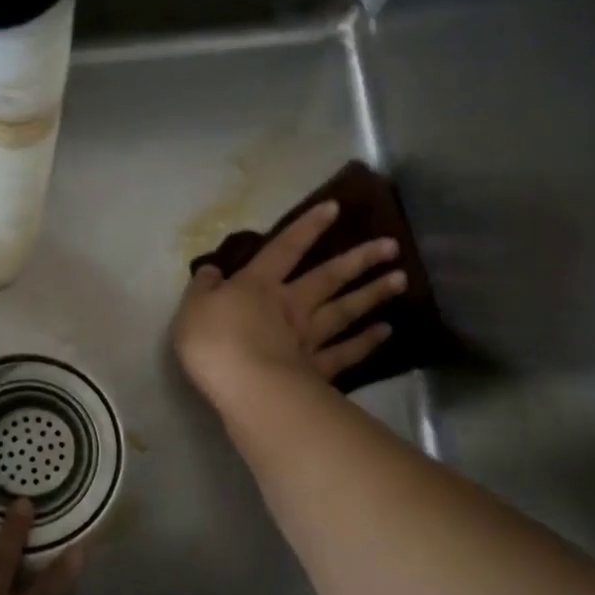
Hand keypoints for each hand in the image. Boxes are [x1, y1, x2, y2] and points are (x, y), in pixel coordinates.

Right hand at [172, 198, 405, 415]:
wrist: (246, 386)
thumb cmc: (214, 343)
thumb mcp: (193, 308)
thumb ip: (204, 287)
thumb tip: (212, 270)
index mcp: (259, 286)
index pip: (285, 248)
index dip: (307, 227)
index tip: (335, 208)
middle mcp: (291, 305)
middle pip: (329, 277)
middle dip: (359, 259)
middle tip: (391, 245)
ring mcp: (309, 337)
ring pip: (345, 310)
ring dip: (373, 294)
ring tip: (400, 280)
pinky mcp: (318, 369)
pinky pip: (346, 352)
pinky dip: (366, 342)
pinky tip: (385, 331)